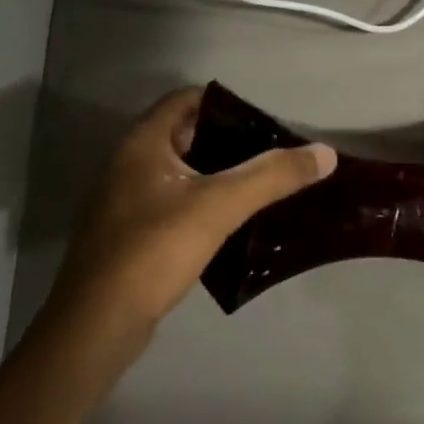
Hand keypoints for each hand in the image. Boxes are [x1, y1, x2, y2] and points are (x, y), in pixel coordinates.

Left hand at [53, 87, 335, 331]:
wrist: (97, 325)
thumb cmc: (154, 250)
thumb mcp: (220, 206)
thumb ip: (273, 176)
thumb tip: (325, 153)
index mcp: (142, 143)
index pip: (187, 99)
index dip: (227, 104)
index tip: (266, 121)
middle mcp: (127, 163)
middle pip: (186, 134)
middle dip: (229, 140)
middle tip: (272, 154)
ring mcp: (124, 200)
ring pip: (180, 172)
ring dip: (217, 174)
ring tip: (261, 185)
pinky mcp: (128, 234)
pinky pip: (172, 202)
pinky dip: (202, 202)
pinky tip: (232, 221)